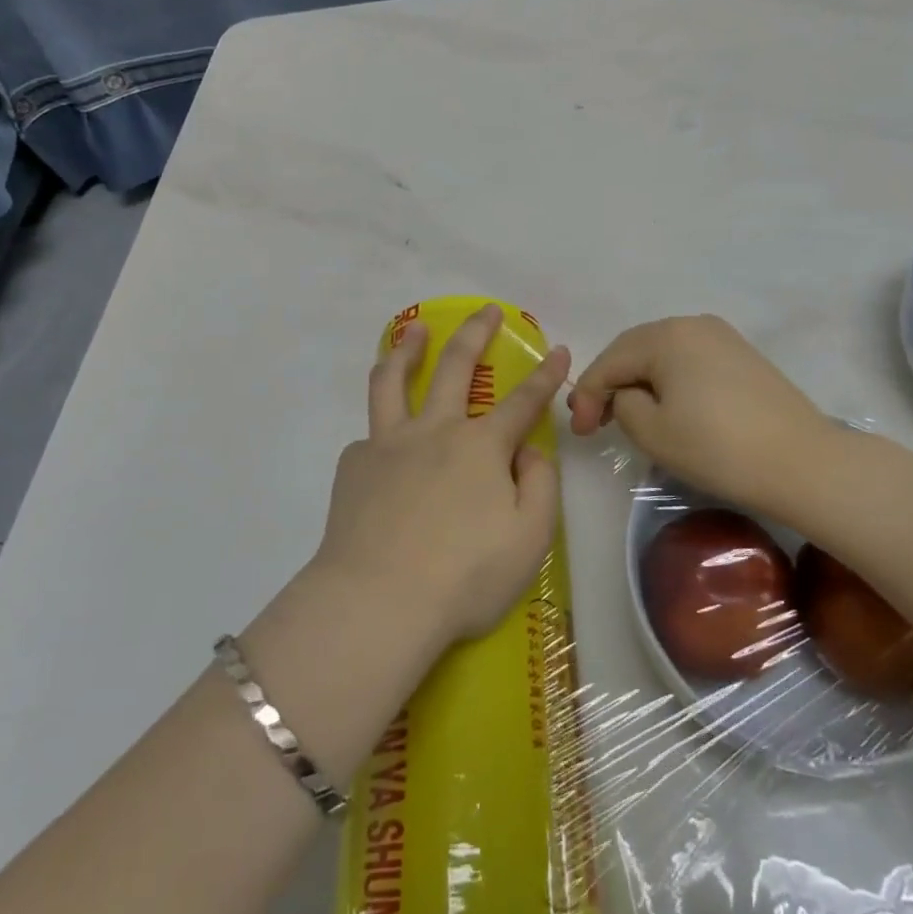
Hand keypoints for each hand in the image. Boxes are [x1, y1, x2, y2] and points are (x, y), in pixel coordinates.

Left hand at [317, 304, 571, 649]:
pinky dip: (382, 434)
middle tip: (485, 311)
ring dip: (406, 348)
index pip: (523, 401)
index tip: (558, 348)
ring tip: (413, 331)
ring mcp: (388, 444)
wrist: (378, 602)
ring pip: (393, 381)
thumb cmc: (464, 576)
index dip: (546, 374)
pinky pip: (369, 439)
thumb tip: (527, 452)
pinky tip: (382, 451)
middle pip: (456, 366)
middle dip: (475, 332)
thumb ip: (540, 486)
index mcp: (481, 447)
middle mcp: (435, 431)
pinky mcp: (354, 466)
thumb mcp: (530, 539)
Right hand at [567, 315, 838, 523]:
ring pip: (662, 354)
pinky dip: (668, 381)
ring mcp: (722, 337)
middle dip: (610, 384)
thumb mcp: (652, 431)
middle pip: (634, 350)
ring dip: (638, 381)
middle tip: (595, 422)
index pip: (610, 361)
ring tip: (627, 416)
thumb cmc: (718, 448)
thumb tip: (629, 395)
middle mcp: (692, 324)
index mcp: (665, 335)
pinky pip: (689, 361)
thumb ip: (622, 404)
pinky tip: (666, 406)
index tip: (580, 432)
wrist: (803, 463)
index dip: (587, 395)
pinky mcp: (742, 356)